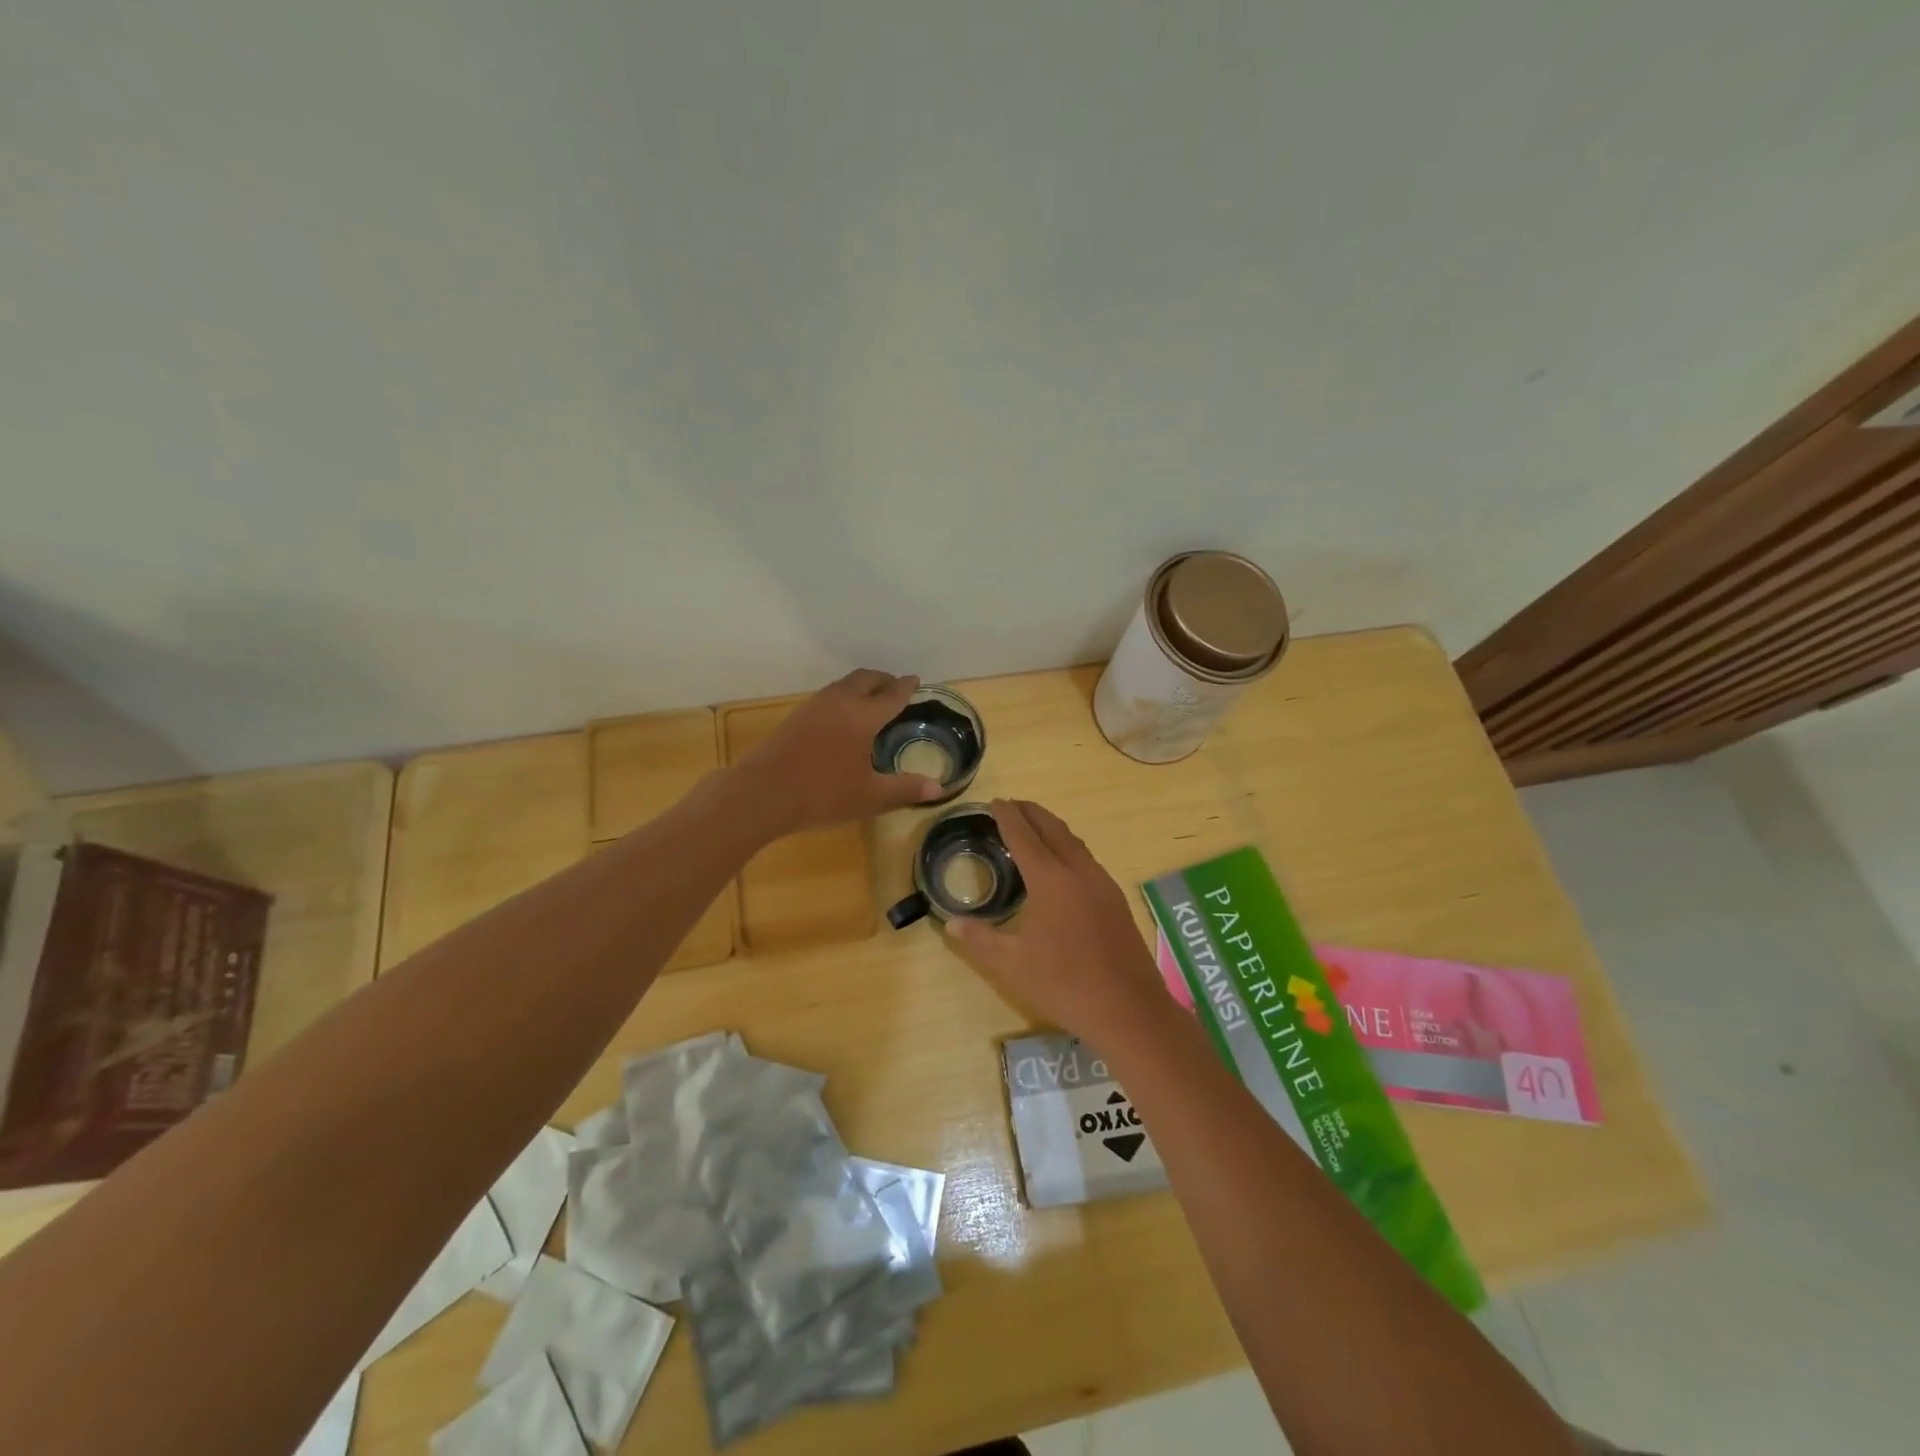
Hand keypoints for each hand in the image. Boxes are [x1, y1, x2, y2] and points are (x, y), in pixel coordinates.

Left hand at [734, 669, 946, 833]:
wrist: (762, 793)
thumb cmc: (823, 794)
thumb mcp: (870, 797)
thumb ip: (905, 789)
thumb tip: (938, 789)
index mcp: (863, 716)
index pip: (891, 695)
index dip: (905, 687)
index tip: (915, 680)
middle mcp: (840, 702)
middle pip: (865, 679)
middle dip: (883, 679)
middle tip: (894, 687)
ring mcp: (814, 707)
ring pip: (843, 685)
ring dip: (861, 686)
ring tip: (871, 699)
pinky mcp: (795, 717)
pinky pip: (828, 696)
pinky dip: (844, 696)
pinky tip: (841, 717)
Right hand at [945, 799, 1168, 1043]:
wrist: (1128, 1008)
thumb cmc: (1064, 984)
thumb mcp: (1012, 964)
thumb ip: (980, 938)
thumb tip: (951, 922)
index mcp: (1051, 880)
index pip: (1024, 836)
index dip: (1007, 816)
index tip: (994, 801)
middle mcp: (1078, 871)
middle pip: (1053, 829)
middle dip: (1031, 812)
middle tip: (1012, 805)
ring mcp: (1102, 883)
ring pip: (1074, 842)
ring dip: (1052, 828)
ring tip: (1034, 827)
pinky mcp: (1115, 899)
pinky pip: (1087, 858)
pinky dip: (1068, 847)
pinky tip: (1063, 864)